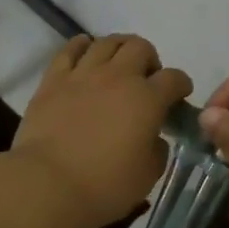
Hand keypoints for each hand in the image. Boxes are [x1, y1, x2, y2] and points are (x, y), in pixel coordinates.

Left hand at [12, 33, 192, 227]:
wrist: (47, 184)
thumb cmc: (104, 185)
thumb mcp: (148, 175)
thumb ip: (157, 149)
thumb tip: (152, 136)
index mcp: (148, 99)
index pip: (174, 78)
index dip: (181, 85)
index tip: (179, 96)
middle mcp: (119, 76)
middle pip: (141, 47)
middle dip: (150, 60)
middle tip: (145, 80)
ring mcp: (84, 74)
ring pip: (107, 42)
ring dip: (119, 49)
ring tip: (117, 65)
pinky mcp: (54, 79)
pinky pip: (70, 49)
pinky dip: (81, 45)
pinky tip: (85, 50)